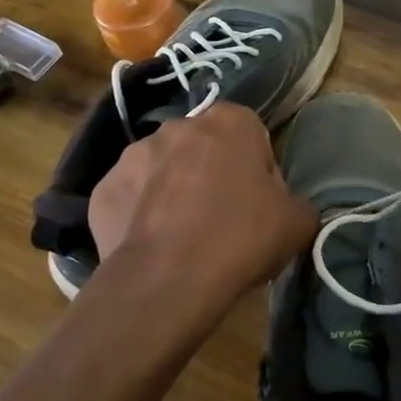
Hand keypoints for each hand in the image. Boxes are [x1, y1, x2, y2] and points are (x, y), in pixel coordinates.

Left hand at [87, 103, 317, 325]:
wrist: (167, 279)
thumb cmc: (240, 238)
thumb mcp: (297, 223)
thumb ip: (297, 203)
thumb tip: (285, 207)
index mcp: (230, 121)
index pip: (252, 135)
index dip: (258, 170)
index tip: (259, 204)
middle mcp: (178, 125)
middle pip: (204, 148)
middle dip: (212, 174)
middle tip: (223, 220)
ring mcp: (133, 154)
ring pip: (163, 170)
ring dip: (173, 191)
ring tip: (183, 238)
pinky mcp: (103, 188)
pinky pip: (131, 197)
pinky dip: (140, 215)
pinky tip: (154, 247)